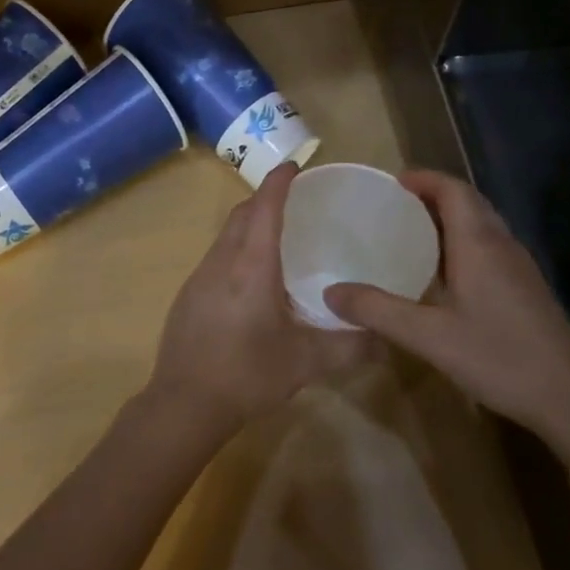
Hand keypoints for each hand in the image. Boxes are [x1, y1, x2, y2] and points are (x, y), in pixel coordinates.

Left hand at [146, 162, 377, 437]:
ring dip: (248, 226)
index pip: (265, 208)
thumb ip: (351, 347)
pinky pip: (215, 258)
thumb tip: (386, 338)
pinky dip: (235, 251)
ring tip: (276, 238)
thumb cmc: (248, 374)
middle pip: (242, 215)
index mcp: (252, 266)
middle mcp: (222, 262)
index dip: (279, 182)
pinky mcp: (187, 296)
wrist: (184, 403)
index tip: (294, 166)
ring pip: (225, 236)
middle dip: (265, 199)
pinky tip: (251, 282)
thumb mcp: (307, 362)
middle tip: (293, 202)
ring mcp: (199, 278)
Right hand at [323, 170, 569, 431]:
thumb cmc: (499, 356)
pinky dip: (462, 244)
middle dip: (432, 195)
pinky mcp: (526, 289)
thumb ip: (378, 311)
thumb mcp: (428, 336)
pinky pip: (489, 248)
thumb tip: (330, 292)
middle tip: (393, 207)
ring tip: (411, 234)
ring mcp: (519, 267)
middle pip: (469, 202)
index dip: (423, 178)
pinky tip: (443, 275)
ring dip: (449, 219)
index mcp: (479, 243)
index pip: (453, 189)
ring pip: (482, 225)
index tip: (391, 182)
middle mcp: (502, 245)